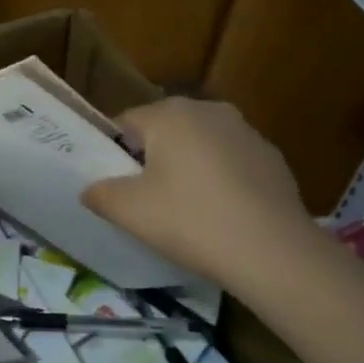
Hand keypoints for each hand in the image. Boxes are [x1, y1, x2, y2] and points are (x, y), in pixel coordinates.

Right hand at [82, 97, 317, 287]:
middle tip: (146, 200)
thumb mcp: (129, 211)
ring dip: (187, 168)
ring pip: (200, 146)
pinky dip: (220, 180)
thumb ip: (99, 194)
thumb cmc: (190, 221)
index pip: (125, 123)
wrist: (272, 252)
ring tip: (185, 211)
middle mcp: (210, 110)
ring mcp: (246, 132)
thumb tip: (90, 190)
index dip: (114, 154)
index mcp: (171, 113)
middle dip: (152, 159)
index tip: (116, 187)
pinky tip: (221, 215)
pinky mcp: (272, 158)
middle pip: (164, 131)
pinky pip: (231, 163)